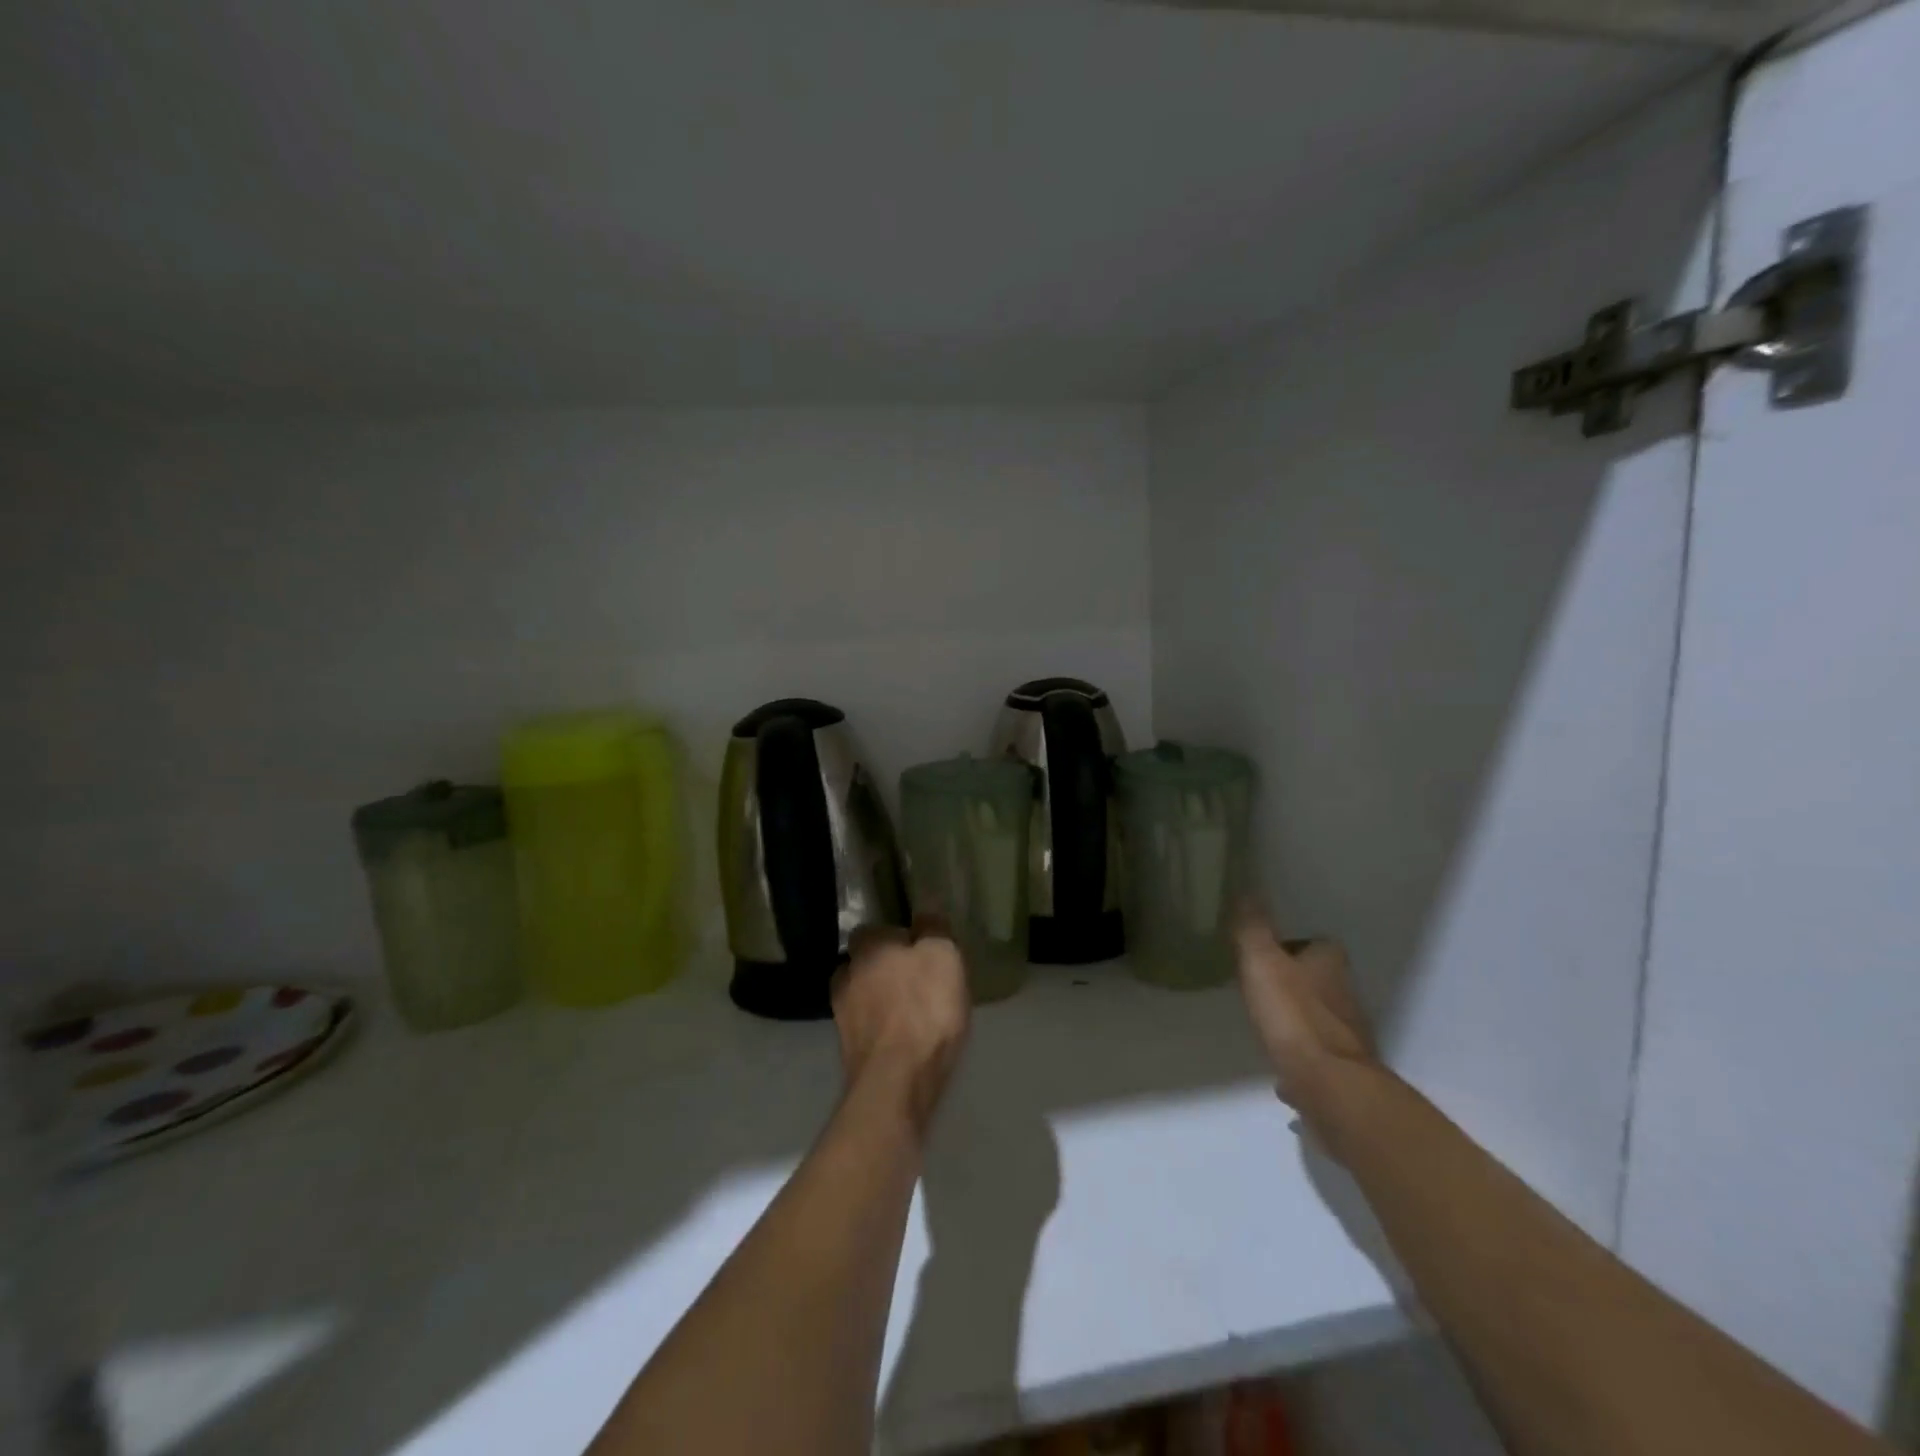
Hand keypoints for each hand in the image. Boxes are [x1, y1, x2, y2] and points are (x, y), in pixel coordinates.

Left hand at [832, 918, 970, 1132]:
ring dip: (878, 999)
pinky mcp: (848, 1049)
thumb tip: (924, 916)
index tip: (918, 949)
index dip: (895, 936)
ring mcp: (842, 1014)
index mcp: (868, 946)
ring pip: (861, 995)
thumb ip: (933, 929)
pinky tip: (901, 1036)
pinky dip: (880, 1027)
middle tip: (914, 979)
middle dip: (883, 968)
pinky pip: (866, 1026)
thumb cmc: (925, 1008)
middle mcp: (847, 973)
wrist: (897, 1080)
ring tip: (908, 1010)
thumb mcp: (943, 956)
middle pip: (864, 962)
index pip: (873, 929)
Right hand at [1234, 910, 1375, 1112]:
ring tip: (1266, 1022)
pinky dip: (1300, 1056)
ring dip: (1298, 1018)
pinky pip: (1316, 1056)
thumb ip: (1253, 927)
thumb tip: (1246, 887)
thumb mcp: (1262, 962)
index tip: (1265, 950)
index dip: (1292, 945)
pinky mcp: (1342, 1072)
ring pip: (1319, 1018)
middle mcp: (1346, 996)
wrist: (1330, 1088)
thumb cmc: (1294, 1016)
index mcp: (1330, 965)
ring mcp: (1347, 1037)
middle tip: (1260, 984)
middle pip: (1319, 980)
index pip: (1316, 944)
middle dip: (1294, 981)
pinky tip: (1280, 1065)